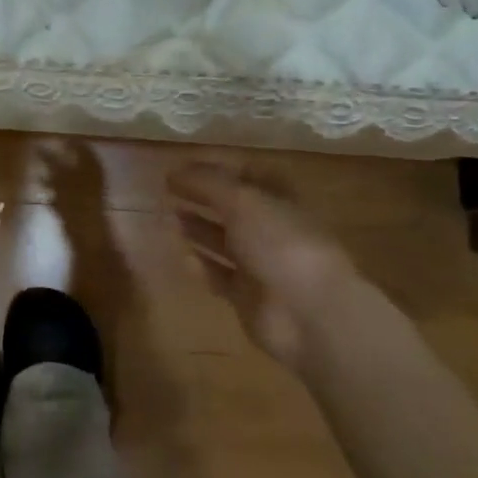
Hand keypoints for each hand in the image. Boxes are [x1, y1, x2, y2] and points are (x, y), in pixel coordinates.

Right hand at [166, 163, 367, 370]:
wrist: (309, 312)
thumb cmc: (280, 243)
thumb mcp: (242, 200)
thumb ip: (206, 183)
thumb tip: (173, 171)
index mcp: (280, 198)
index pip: (246, 173)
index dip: (216, 167)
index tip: (182, 165)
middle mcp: (271, 227)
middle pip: (232, 206)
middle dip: (202, 197)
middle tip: (167, 189)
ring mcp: (261, 263)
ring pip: (223, 240)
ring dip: (197, 228)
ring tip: (167, 217)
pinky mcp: (248, 295)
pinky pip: (219, 275)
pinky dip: (201, 265)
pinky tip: (181, 256)